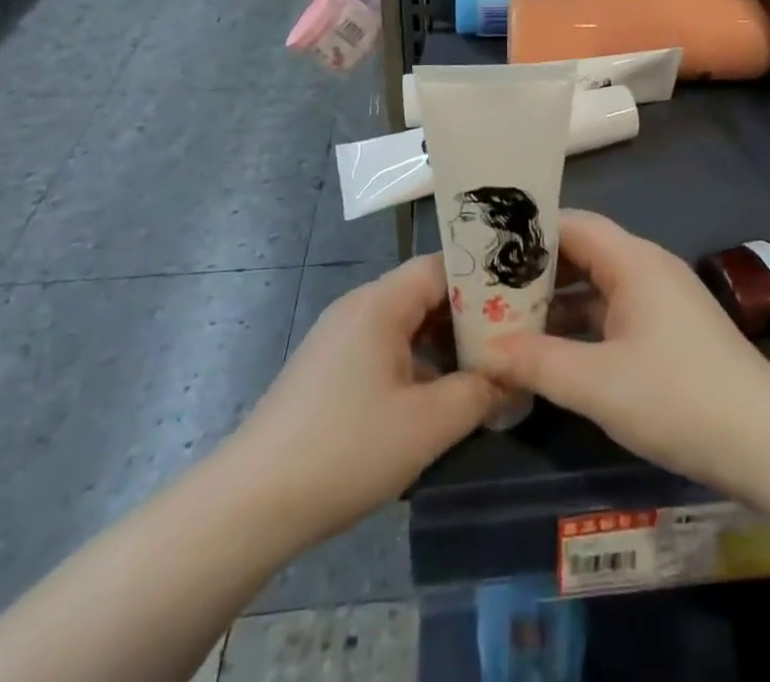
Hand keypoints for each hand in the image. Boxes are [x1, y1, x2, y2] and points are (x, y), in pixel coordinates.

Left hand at [227, 255, 497, 547]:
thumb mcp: (427, 425)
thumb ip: (478, 393)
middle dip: (468, 317)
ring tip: (480, 372)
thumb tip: (509, 378)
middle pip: (425, 293)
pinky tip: (434, 400)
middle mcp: (358, 306)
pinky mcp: (327, 369)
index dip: (484, 281)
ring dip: (442, 345)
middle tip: (509, 342)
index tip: (520, 304)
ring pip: (405, 324)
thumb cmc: (346, 449)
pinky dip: (415, 364)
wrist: (249, 504)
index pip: (443, 266)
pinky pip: (384, 349)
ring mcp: (339, 338)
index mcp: (380, 302)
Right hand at [477, 210, 769, 491]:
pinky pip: (614, 310)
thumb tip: (483, 350)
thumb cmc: (678, 397)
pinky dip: (583, 322)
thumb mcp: (597, 383)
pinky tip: (554, 349)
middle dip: (537, 269)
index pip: (572, 224)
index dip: (529, 232)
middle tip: (487, 288)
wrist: (765, 441)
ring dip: (558, 300)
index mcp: (633, 261)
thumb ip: (537, 362)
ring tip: (509, 318)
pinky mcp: (669, 329)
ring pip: (598, 284)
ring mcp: (661, 299)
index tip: (486, 248)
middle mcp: (647, 267)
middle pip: (583, 251)